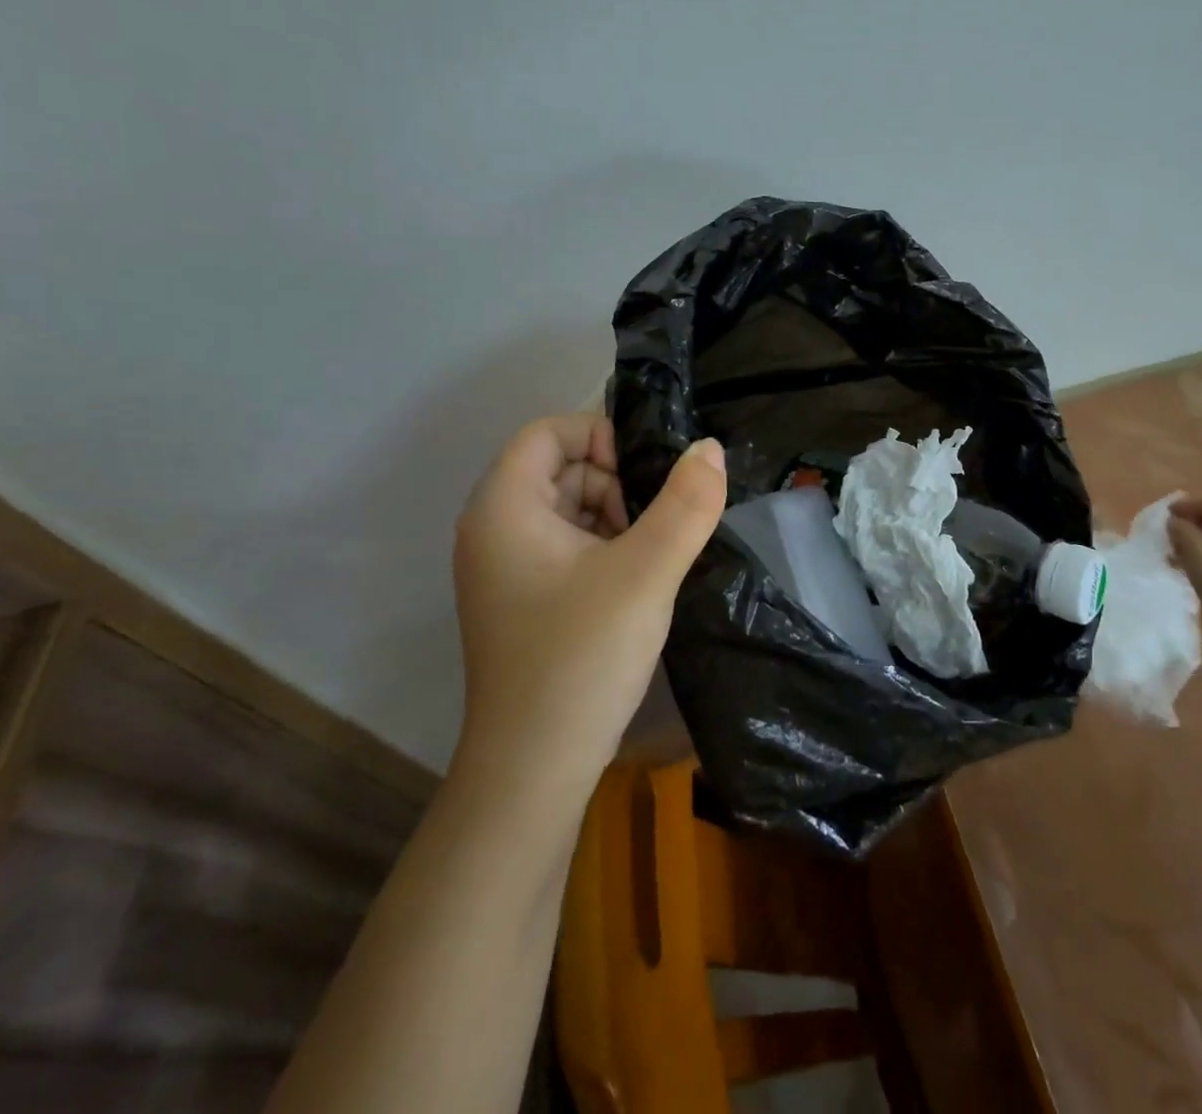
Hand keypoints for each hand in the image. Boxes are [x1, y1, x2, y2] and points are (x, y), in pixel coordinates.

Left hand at [452, 414, 726, 786]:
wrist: (534, 769)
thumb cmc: (582, 657)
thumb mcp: (646, 573)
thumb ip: (686, 504)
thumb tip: (709, 448)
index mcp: (504, 507)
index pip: (548, 431)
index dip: (601, 435)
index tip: (648, 476)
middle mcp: (493, 529)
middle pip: (560, 468)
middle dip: (615, 482)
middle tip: (656, 526)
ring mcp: (505, 568)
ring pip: (568, 508)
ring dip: (616, 517)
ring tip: (651, 558)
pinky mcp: (523, 599)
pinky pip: (567, 546)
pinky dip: (604, 548)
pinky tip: (636, 583)